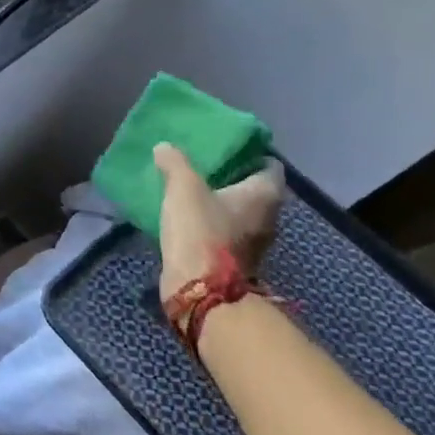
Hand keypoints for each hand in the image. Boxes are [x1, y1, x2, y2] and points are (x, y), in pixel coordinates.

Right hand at [152, 144, 284, 301]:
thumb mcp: (183, 188)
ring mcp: (256, 243)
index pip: (269, 165)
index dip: (249, 155)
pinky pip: (228, 233)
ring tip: (191, 193)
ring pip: (241, 213)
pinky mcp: (238, 261)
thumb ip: (175, 163)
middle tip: (203, 168)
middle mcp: (270, 217)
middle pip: (255, 190)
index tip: (224, 152)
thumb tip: (165, 147)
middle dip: (232, 179)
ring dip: (221, 204)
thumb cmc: (201, 230)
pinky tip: (189, 220)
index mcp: (265, 194)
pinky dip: (213, 225)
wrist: (200, 288)